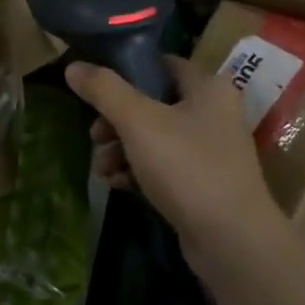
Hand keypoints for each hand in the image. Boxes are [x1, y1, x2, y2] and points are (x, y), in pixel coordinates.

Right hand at [65, 55, 285, 255]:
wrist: (231, 240)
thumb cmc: (186, 166)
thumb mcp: (138, 121)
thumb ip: (104, 90)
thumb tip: (73, 66)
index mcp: (207, 88)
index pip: (161, 64)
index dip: (126, 71)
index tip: (95, 88)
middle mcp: (214, 114)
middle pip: (152, 104)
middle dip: (116, 121)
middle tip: (94, 137)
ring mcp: (210, 152)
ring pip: (154, 138)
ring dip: (121, 149)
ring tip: (101, 169)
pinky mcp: (203, 185)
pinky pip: (163, 167)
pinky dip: (138, 172)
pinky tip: (117, 184)